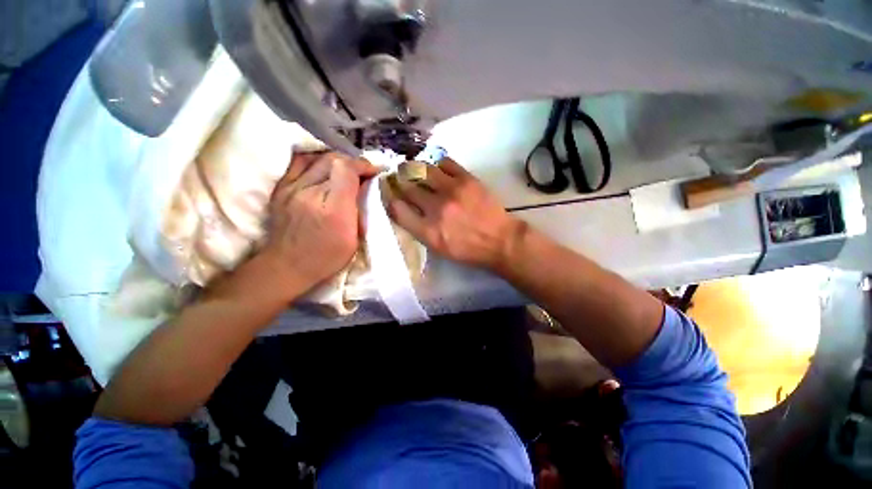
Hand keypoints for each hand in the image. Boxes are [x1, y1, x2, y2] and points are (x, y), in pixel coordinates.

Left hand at [261, 152, 377, 295]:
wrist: (287, 265)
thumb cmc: (327, 257)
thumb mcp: (354, 239)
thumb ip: (360, 209)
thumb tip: (364, 186)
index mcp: (333, 209)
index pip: (346, 169)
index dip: (363, 165)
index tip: (373, 171)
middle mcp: (310, 193)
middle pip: (332, 159)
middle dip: (352, 162)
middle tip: (362, 172)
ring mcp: (291, 188)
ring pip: (316, 157)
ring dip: (335, 160)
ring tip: (345, 170)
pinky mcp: (280, 188)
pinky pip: (298, 162)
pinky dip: (316, 161)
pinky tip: (324, 169)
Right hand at [388, 157, 522, 270]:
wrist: (500, 240)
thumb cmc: (468, 249)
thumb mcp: (439, 248)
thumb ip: (419, 229)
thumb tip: (404, 208)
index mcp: (428, 231)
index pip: (397, 209)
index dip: (390, 199)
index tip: (391, 195)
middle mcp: (436, 209)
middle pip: (408, 187)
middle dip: (400, 182)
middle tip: (400, 179)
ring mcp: (452, 191)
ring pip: (422, 170)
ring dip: (415, 169)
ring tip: (414, 169)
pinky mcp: (466, 179)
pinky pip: (444, 162)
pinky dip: (436, 164)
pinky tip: (436, 169)